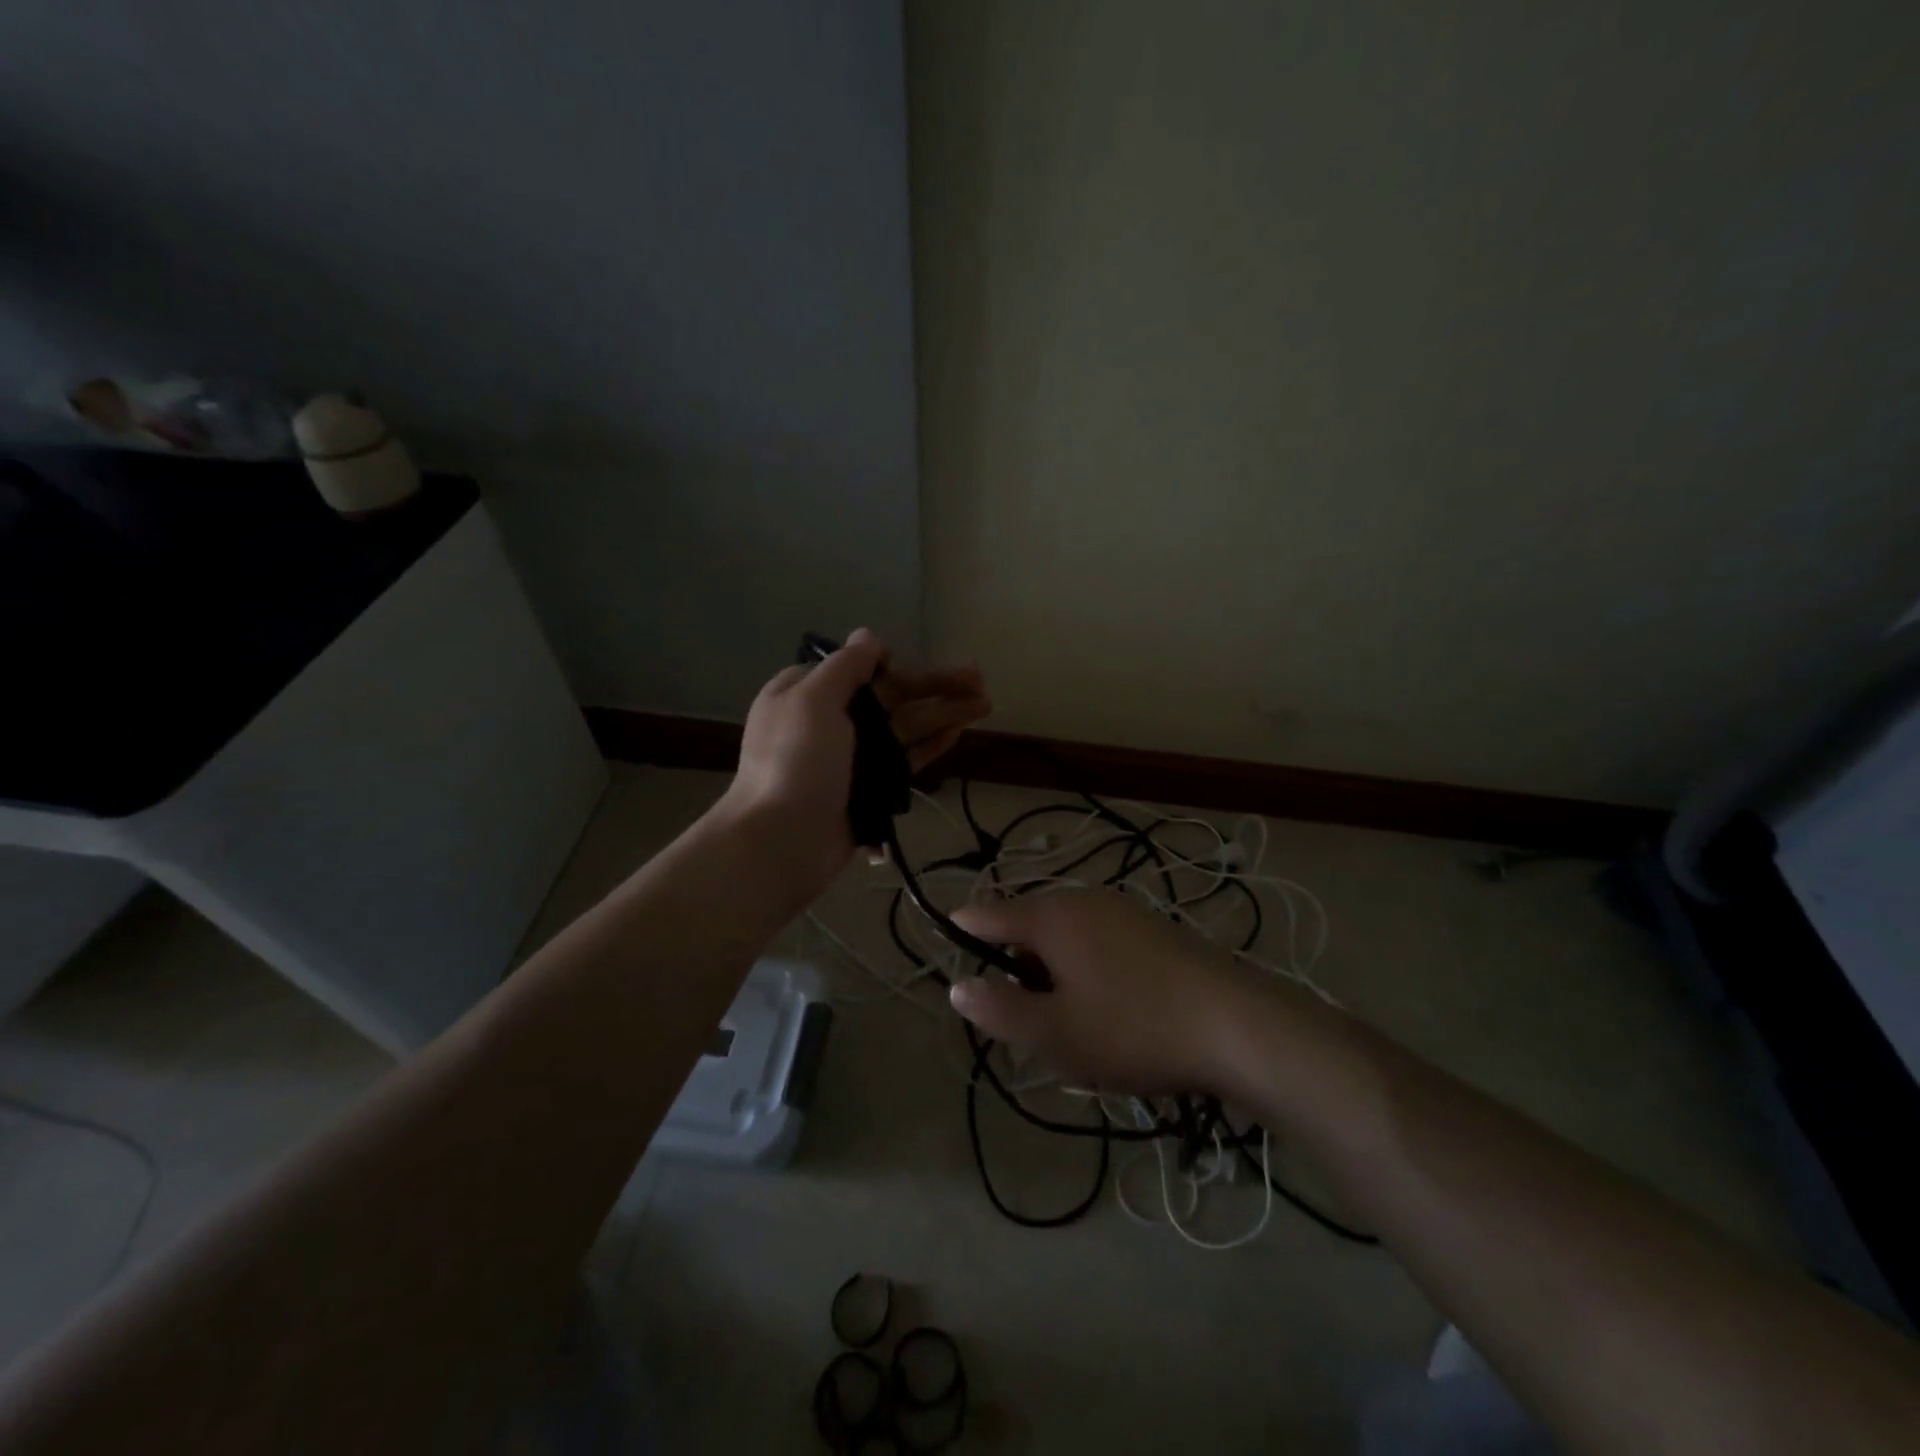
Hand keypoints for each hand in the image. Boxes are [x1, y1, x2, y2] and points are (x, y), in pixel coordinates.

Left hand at [719, 628, 990, 891]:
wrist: (784, 841)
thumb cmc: (794, 762)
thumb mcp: (812, 700)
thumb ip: (845, 666)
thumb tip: (869, 638)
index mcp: (807, 693)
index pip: (858, 669)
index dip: (894, 665)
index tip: (917, 666)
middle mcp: (831, 720)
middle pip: (891, 696)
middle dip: (934, 684)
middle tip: (980, 677)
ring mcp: (853, 756)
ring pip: (905, 726)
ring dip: (944, 711)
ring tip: (985, 702)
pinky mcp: (872, 787)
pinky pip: (907, 758)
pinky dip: (931, 743)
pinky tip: (959, 731)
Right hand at [947, 889, 1263, 1095]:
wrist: (1238, 1024)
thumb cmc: (1134, 1029)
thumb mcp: (1055, 1034)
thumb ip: (1000, 1009)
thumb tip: (958, 986)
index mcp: (1052, 916)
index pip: (989, 914)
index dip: (964, 930)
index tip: (948, 947)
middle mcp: (1083, 900)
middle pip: (1029, 926)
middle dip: (1017, 967)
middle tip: (1030, 1021)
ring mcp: (1122, 910)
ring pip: (1066, 936)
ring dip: (1055, 972)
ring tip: (1073, 1024)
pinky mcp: (1153, 928)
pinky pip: (1099, 941)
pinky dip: (1088, 969)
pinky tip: (1113, 1011)